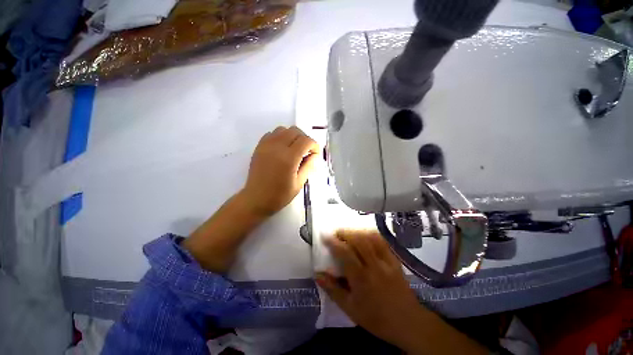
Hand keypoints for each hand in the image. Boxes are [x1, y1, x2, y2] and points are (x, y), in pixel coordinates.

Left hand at [240, 126, 319, 216]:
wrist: (256, 199)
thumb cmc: (279, 195)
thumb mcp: (299, 183)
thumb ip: (309, 166)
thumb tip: (315, 155)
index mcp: (289, 158)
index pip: (306, 141)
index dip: (314, 146)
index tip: (315, 154)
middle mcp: (277, 147)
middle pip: (295, 131)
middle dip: (305, 139)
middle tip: (306, 152)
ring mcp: (266, 145)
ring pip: (283, 129)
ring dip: (292, 136)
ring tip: (294, 149)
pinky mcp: (259, 147)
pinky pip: (272, 134)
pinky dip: (280, 137)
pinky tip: (282, 149)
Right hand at [316, 230, 487, 354]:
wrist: (408, 322)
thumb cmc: (376, 318)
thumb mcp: (350, 308)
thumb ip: (333, 290)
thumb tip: (317, 275)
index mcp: (361, 278)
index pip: (345, 253)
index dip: (333, 242)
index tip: (325, 235)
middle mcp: (374, 265)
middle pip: (358, 240)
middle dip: (345, 232)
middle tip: (336, 232)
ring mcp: (386, 261)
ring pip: (370, 238)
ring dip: (357, 231)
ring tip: (348, 231)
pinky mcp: (394, 260)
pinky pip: (382, 241)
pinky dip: (371, 234)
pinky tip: (365, 233)